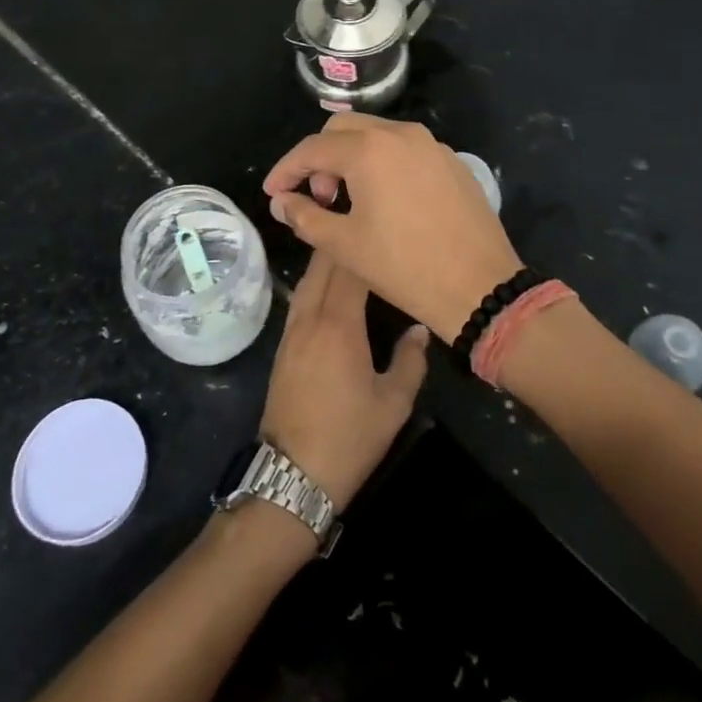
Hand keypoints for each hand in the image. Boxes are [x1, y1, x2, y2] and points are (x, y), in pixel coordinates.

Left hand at [259, 252, 429, 508]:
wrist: (291, 475)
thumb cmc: (348, 439)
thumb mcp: (393, 404)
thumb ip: (410, 361)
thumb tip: (418, 329)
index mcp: (339, 325)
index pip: (350, 269)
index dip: (364, 245)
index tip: (382, 228)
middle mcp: (310, 318)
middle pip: (322, 266)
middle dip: (343, 242)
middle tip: (367, 227)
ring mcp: (291, 331)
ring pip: (307, 279)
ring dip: (326, 260)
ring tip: (351, 248)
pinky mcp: (282, 346)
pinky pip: (300, 299)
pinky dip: (315, 282)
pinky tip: (329, 286)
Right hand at [263, 116, 522, 343]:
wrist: (480, 286)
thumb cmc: (404, 266)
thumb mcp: (343, 245)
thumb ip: (304, 215)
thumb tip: (282, 202)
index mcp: (369, 149)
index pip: (312, 148)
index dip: (286, 170)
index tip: (274, 193)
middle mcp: (400, 134)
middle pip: (343, 128)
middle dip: (320, 157)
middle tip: (317, 196)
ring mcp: (430, 144)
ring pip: (376, 134)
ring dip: (352, 157)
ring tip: (348, 199)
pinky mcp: (450, 161)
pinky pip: (405, 149)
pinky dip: (382, 162)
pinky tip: (385, 199)